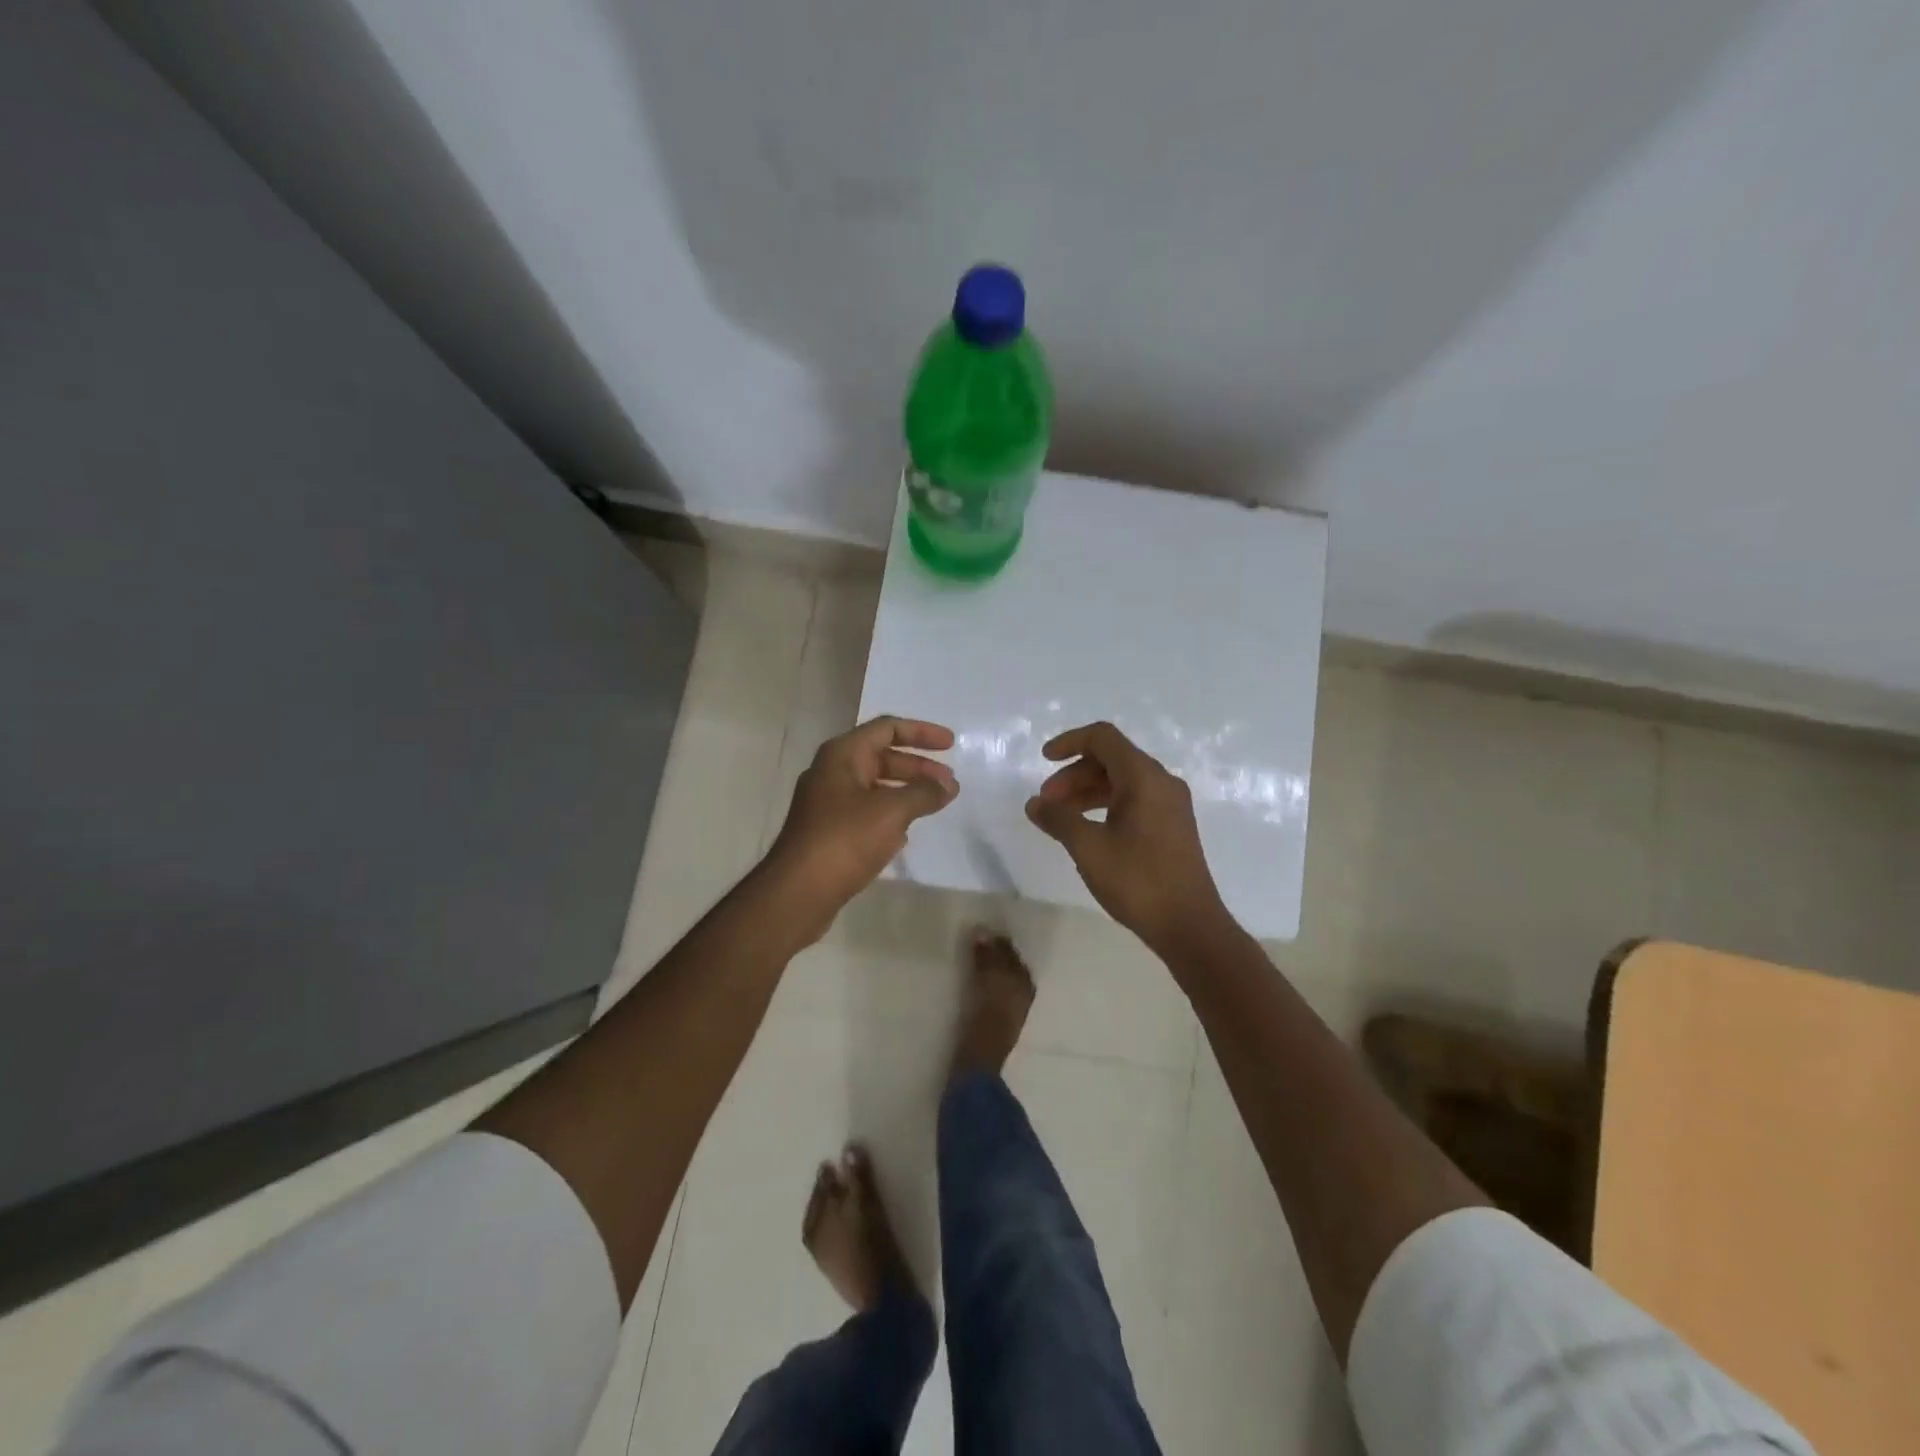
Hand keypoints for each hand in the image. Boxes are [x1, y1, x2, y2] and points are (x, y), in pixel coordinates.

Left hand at [765, 716, 957, 941]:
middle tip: (948, 782)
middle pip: (882, 756)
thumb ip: (924, 793)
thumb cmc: (845, 839)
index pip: (887, 728)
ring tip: (935, 804)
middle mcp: (832, 772)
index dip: (921, 732)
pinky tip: (908, 831)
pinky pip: (866, 811)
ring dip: (906, 791)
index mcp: (842, 755)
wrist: (798, 892)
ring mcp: (827, 803)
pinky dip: (891, 813)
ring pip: (875, 786)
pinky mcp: (828, 831)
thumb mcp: (892, 811)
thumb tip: (949, 785)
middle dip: (918, 767)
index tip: (951, 745)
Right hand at [1025, 721, 1228, 953]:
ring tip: (1060, 818)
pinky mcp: (1172, 826)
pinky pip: (1134, 800)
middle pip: (1111, 759)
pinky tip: (1087, 830)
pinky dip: (1105, 805)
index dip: (1069, 742)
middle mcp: (1161, 782)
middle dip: (1074, 774)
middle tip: (1046, 802)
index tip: (1043, 760)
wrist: (1189, 926)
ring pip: (1122, 781)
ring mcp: (1170, 805)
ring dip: (1087, 791)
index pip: (1103, 738)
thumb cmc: (1138, 881)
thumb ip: (1058, 819)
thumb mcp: (1088, 848)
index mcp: (1144, 777)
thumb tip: (1034, 804)